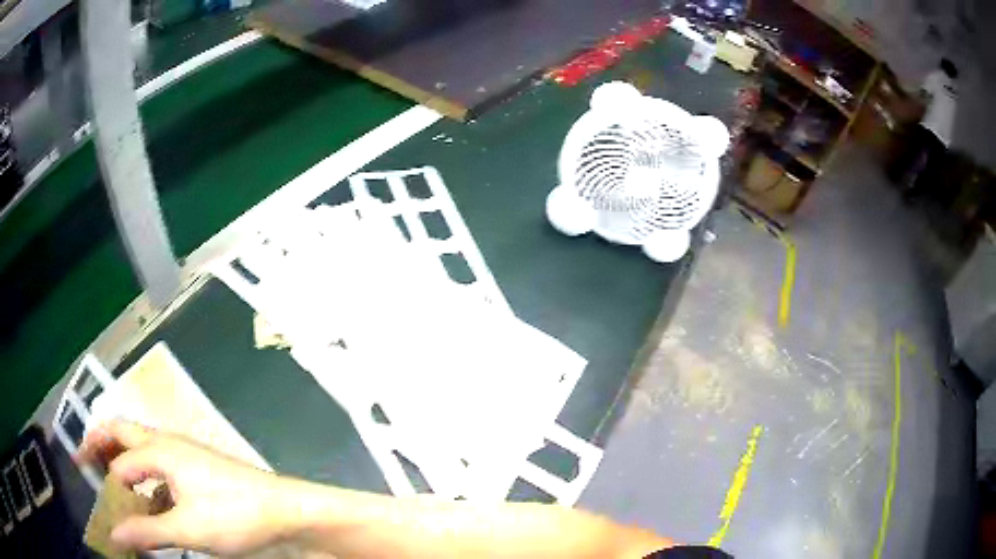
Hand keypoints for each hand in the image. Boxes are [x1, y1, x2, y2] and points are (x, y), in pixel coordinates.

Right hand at [76, 420, 293, 554]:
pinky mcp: (199, 471)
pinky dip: (147, 480)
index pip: (119, 462)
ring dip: (123, 460)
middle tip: (83, 459)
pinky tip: (151, 502)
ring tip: (112, 483)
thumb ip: (147, 531)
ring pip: (142, 448)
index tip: (92, 498)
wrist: (287, 510)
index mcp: (159, 451)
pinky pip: (162, 468)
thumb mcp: (187, 529)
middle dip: (100, 442)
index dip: (104, 481)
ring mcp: (185, 456)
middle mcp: (168, 444)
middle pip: (123, 432)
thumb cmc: (234, 515)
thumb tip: (112, 536)